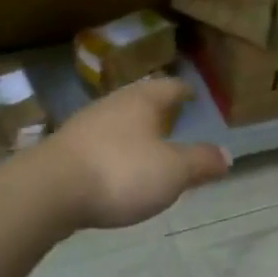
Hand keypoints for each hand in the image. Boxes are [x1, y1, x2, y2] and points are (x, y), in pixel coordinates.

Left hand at [44, 76, 231, 228]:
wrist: (49, 190)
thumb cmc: (121, 172)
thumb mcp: (173, 171)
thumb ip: (200, 162)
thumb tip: (227, 154)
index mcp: (142, 100)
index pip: (170, 86)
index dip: (184, 91)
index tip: (193, 94)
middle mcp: (113, 104)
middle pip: (140, 99)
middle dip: (157, 109)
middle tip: (173, 118)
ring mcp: (85, 125)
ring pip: (117, 120)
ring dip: (133, 130)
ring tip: (147, 145)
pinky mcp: (65, 150)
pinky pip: (99, 143)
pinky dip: (113, 150)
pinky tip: (115, 168)